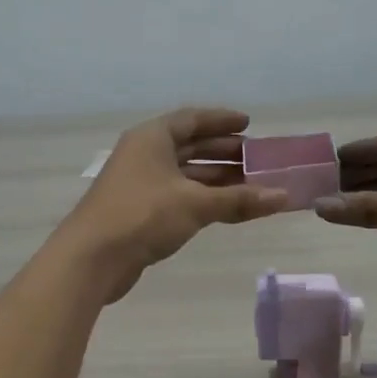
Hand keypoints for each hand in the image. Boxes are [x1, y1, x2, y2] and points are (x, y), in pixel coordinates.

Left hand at [60, 107, 287, 301]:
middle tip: (256, 159)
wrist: (93, 258)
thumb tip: (283, 197)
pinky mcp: (139, 211)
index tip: (249, 124)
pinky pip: (178, 196)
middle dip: (223, 152)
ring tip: (250, 185)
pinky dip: (202, 198)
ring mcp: (140, 184)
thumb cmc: (142, 216)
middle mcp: (144, 154)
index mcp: (152, 138)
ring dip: (215, 178)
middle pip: (189, 146)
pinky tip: (225, 208)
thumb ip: (239, 200)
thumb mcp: (196, 204)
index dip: (221, 120)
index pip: (191, 119)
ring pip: (184, 174)